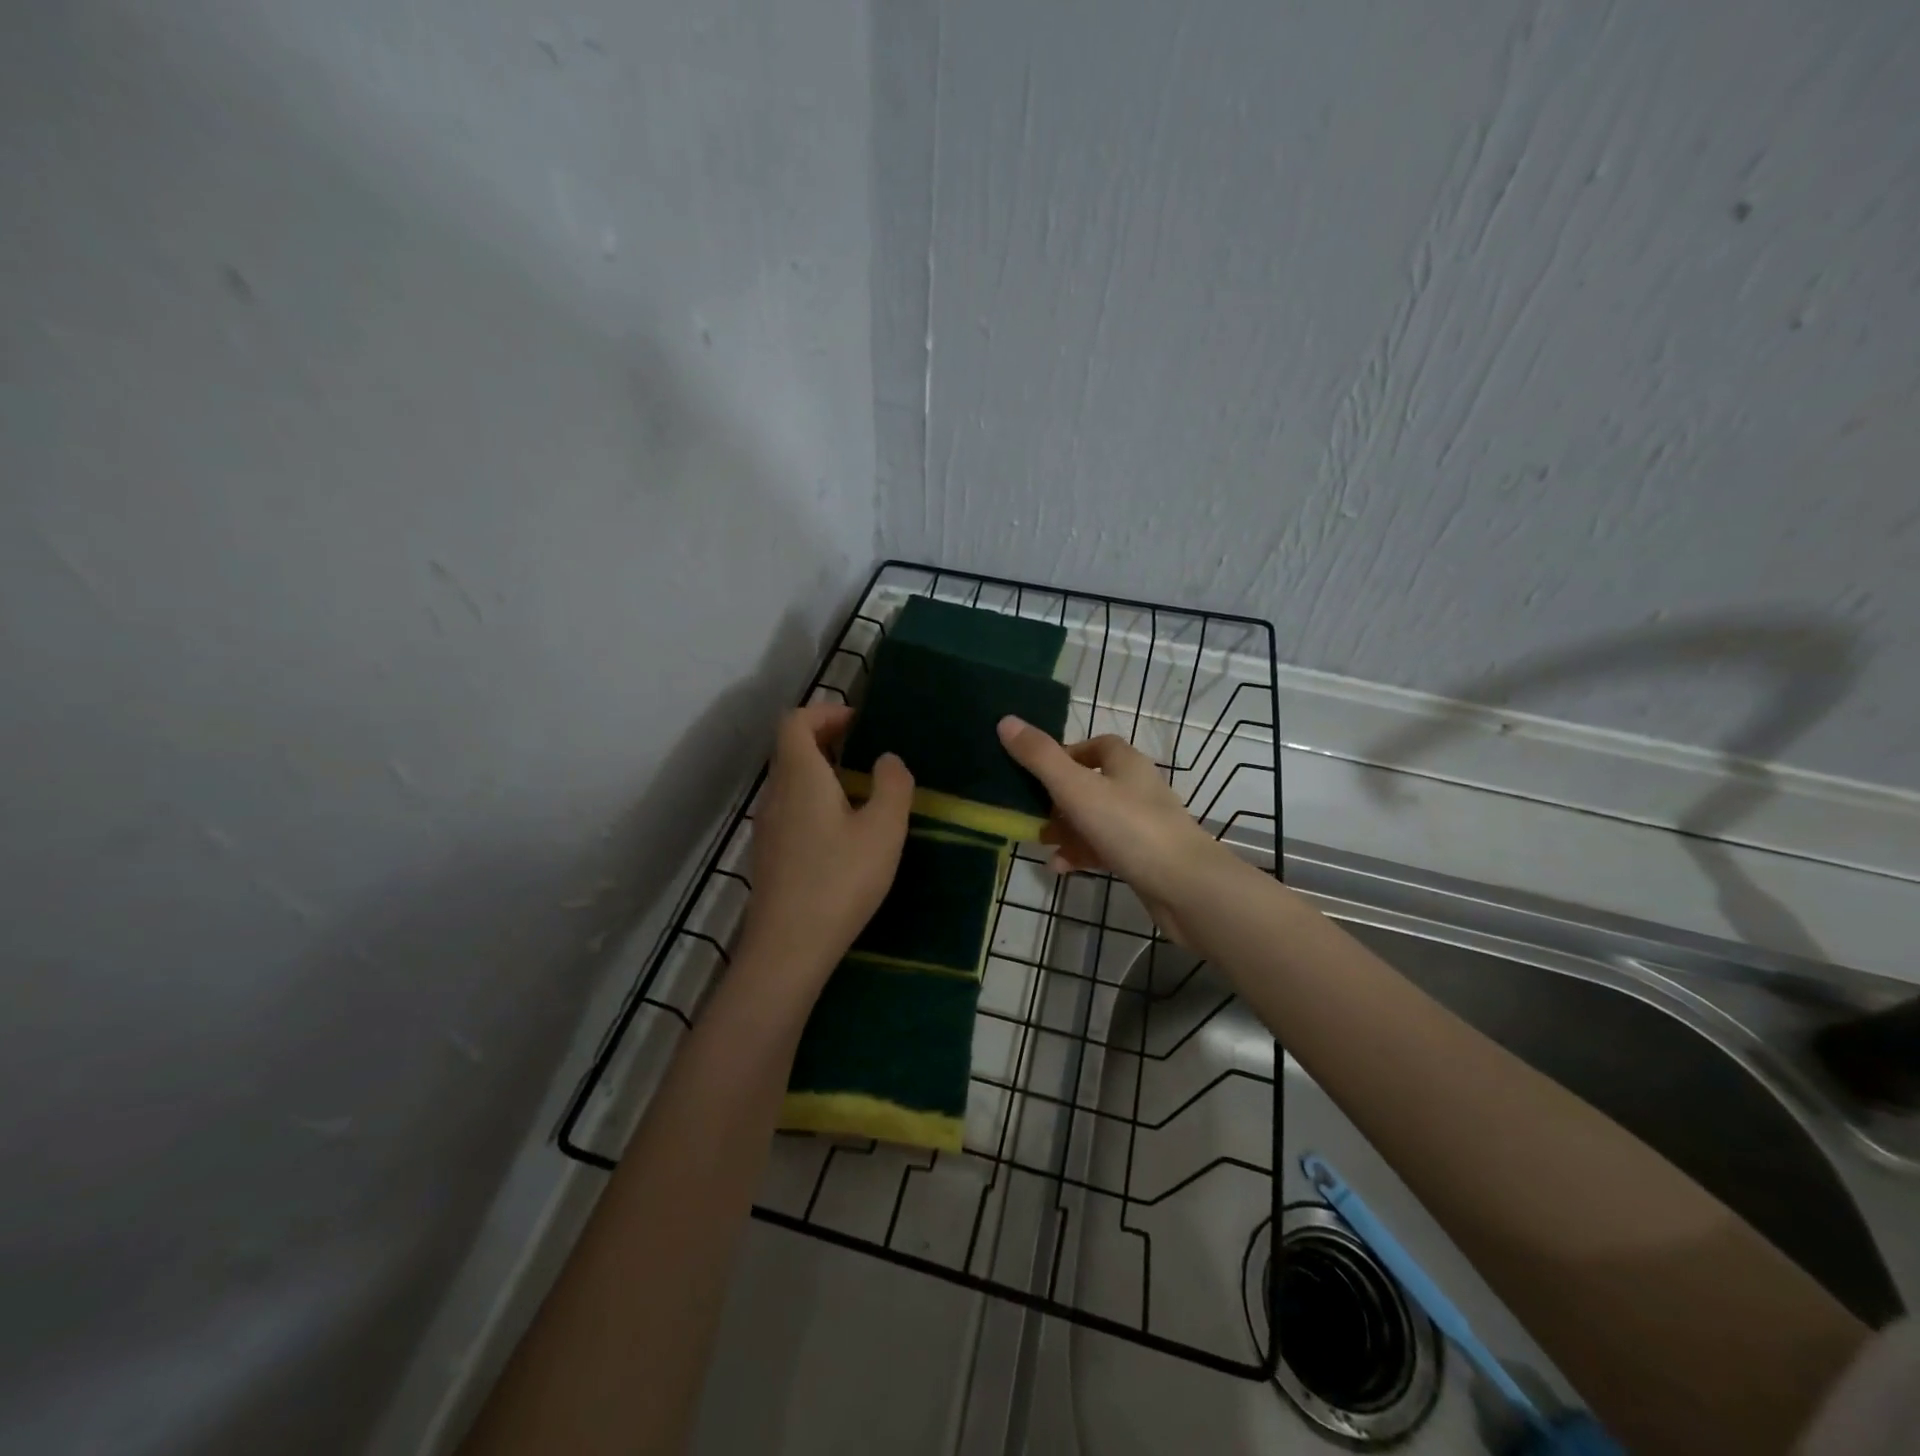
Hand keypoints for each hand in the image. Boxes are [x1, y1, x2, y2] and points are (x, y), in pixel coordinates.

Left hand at [738, 703, 913, 983]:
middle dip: (827, 739)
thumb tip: (886, 759)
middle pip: (791, 747)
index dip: (826, 712)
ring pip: (790, 779)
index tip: (861, 723)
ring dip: (821, 771)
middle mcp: (776, 793)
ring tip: (861, 790)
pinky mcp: (769, 853)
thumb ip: (893, 785)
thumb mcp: (884, 829)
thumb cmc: (840, 880)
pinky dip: (814, 799)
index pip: (796, 721)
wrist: (789, 947)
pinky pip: (790, 806)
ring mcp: (767, 825)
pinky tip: (843, 830)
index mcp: (800, 775)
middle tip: (867, 753)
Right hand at [996, 716, 1226, 944]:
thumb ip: (1040, 757)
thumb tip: (1006, 721)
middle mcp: (1136, 787)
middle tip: (1030, 812)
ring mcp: (1142, 823)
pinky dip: (1081, 853)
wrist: (1186, 887)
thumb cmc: (1130, 827)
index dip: (1065, 754)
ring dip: (1065, 829)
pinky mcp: (1143, 856)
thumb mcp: (1076, 788)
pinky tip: (1060, 867)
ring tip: (1040, 842)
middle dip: (1057, 798)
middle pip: (1090, 783)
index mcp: (1125, 763)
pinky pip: (1104, 847)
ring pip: (1094, 818)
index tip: (1036, 771)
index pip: (1095, 745)